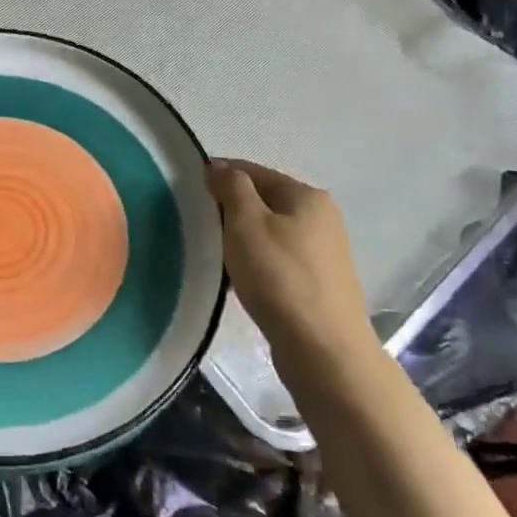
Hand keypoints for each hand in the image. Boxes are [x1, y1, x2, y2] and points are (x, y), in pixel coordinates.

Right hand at [208, 159, 369, 366]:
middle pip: (265, 202)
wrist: (323, 349)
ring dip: (244, 240)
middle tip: (201, 228)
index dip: (221, 176)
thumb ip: (231, 187)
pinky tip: (242, 281)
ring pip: (272, 233)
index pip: (254, 171)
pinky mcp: (321, 284)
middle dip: (232, 210)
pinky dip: (259, 264)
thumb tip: (219, 167)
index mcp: (307, 196)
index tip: (190, 191)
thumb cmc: (279, 276)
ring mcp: (325, 253)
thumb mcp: (246, 222)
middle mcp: (323, 218)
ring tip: (218, 257)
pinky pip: (280, 261)